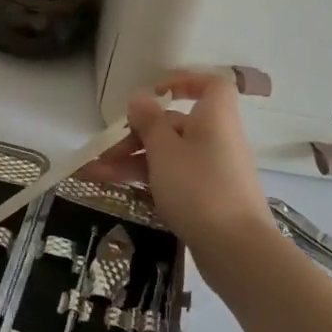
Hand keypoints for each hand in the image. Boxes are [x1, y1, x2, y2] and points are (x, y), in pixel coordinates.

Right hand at [79, 71, 270, 253]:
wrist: (237, 249)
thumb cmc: (199, 188)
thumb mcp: (165, 150)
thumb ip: (149, 122)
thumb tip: (141, 98)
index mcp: (215, 118)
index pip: (210, 85)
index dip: (184, 82)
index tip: (154, 93)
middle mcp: (217, 139)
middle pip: (175, 125)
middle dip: (135, 136)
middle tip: (103, 154)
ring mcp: (214, 170)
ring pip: (169, 155)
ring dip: (132, 161)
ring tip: (95, 175)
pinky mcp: (209, 198)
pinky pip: (175, 177)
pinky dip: (148, 180)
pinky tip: (119, 190)